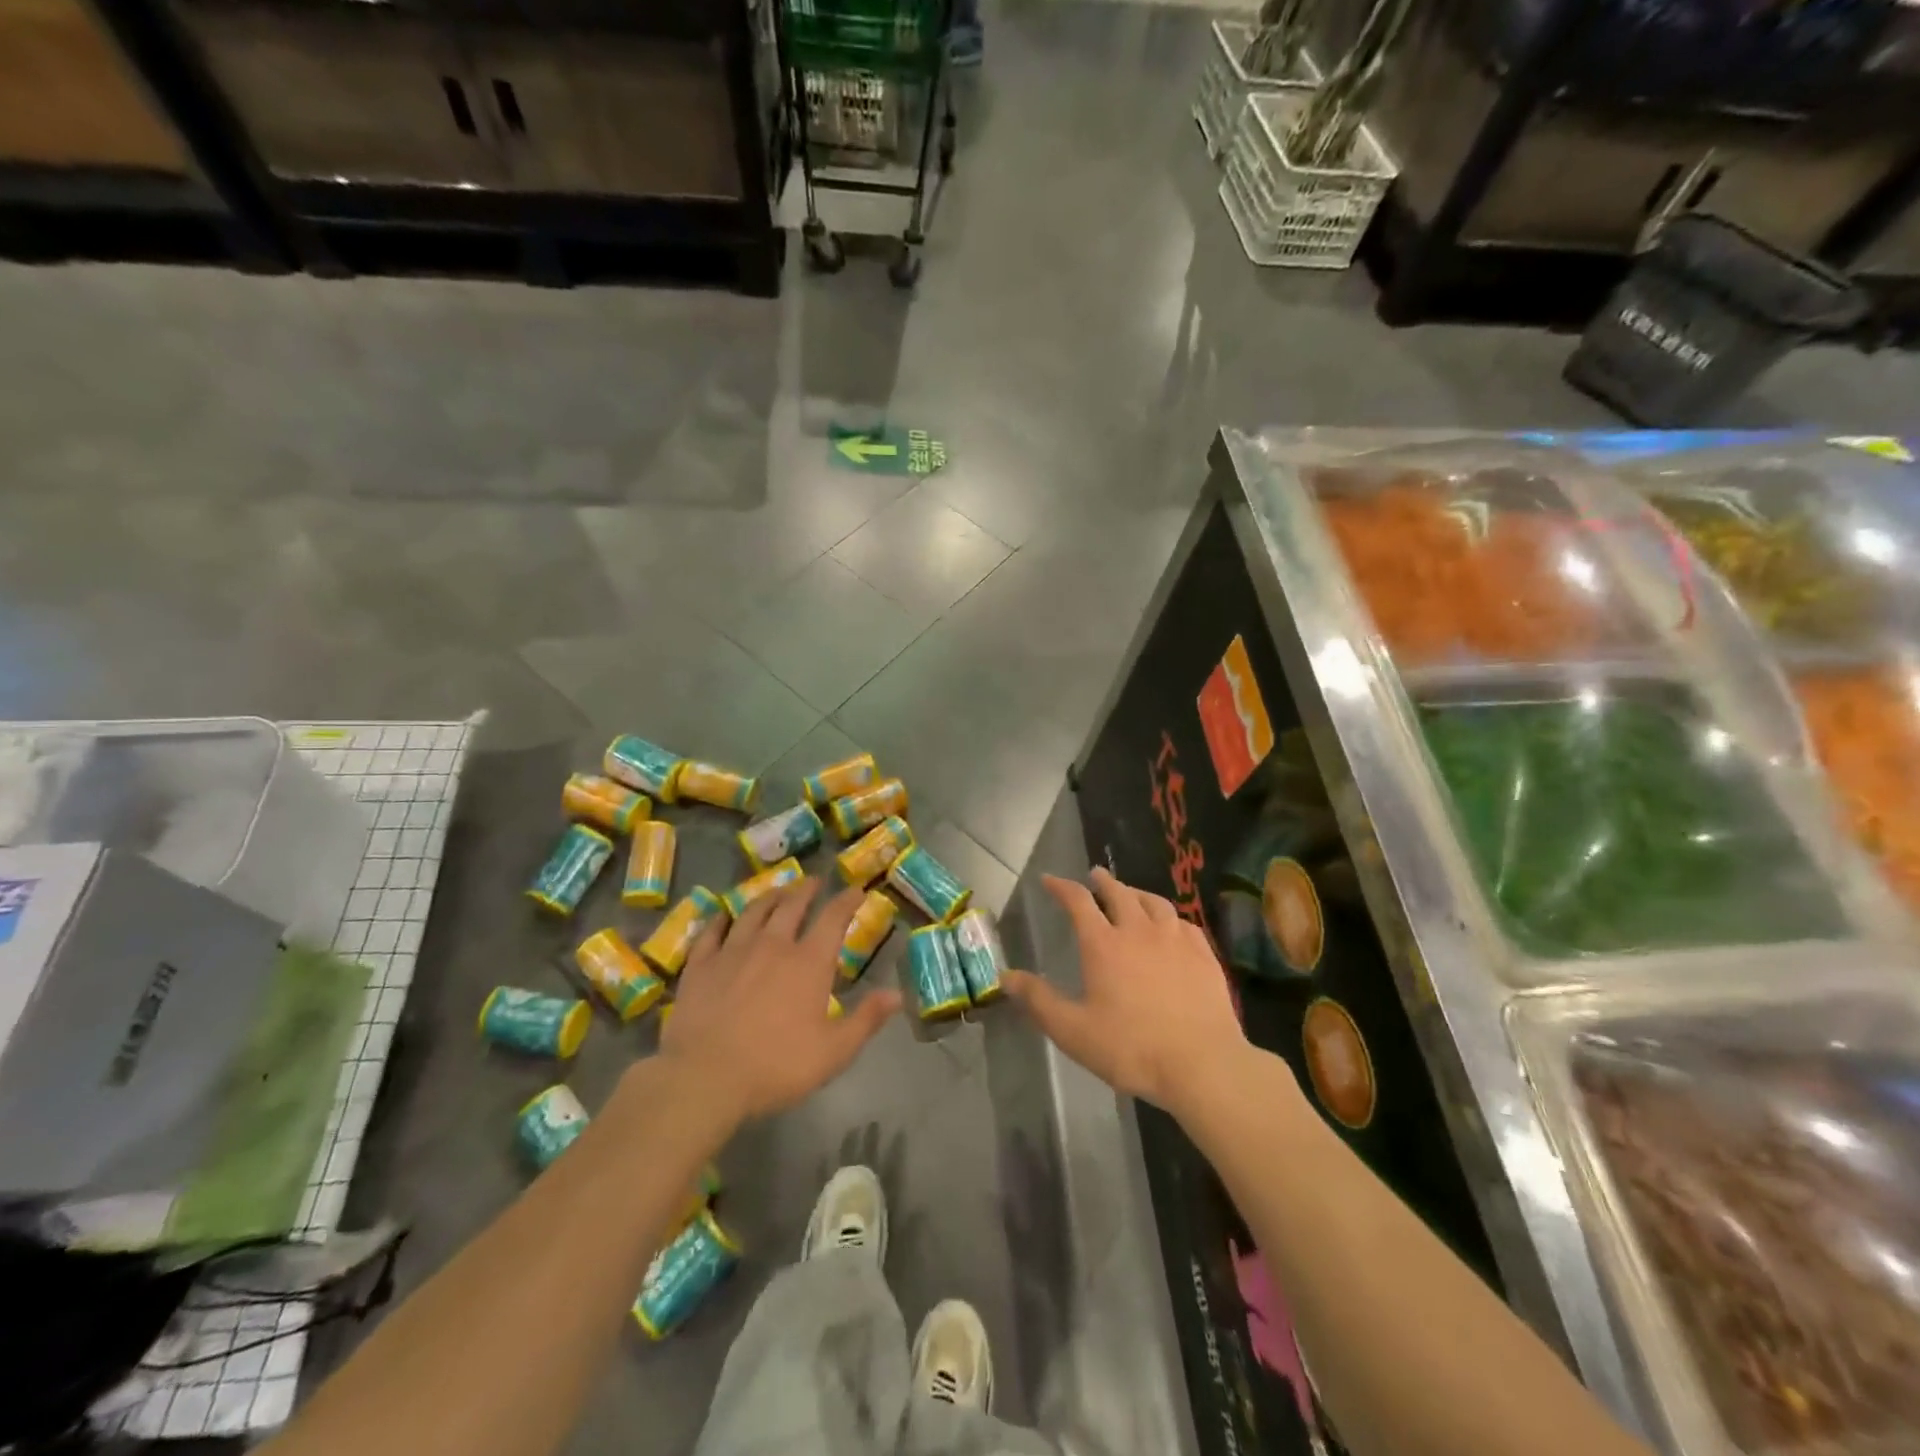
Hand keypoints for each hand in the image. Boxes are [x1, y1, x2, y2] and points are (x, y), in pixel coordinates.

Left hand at [660, 879, 901, 1122]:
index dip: (847, 900)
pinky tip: (723, 915)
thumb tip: (897, 993)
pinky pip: (712, 931)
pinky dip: (721, 918)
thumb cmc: (776, 1066)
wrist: (704, 1078)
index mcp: (808, 962)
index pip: (833, 919)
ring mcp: (733, 951)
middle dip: (806, 890)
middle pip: (791, 906)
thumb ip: (867, 1019)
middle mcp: (772, 945)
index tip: (856, 889)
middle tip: (814, 882)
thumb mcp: (834, 1052)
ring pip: (753, 911)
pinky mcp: (700, 965)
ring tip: (777, 891)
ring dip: (769, 897)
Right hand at [1004, 868, 1253, 1118]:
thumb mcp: (1073, 1031)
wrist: (1202, 1063)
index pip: (1078, 901)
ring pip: (1154, 903)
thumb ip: (1039, 1001)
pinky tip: (1171, 926)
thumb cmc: (1131, 1048)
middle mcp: (1138, 930)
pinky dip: (1169, 917)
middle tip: (1095, 875)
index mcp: (1103, 944)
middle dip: (1103, 881)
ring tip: (1131, 894)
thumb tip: (1006, 976)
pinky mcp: (1204, 955)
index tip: (1049, 880)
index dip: (1062, 887)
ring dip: (1137, 893)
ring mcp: (1175, 940)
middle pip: (1119, 893)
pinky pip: (1183, 923)